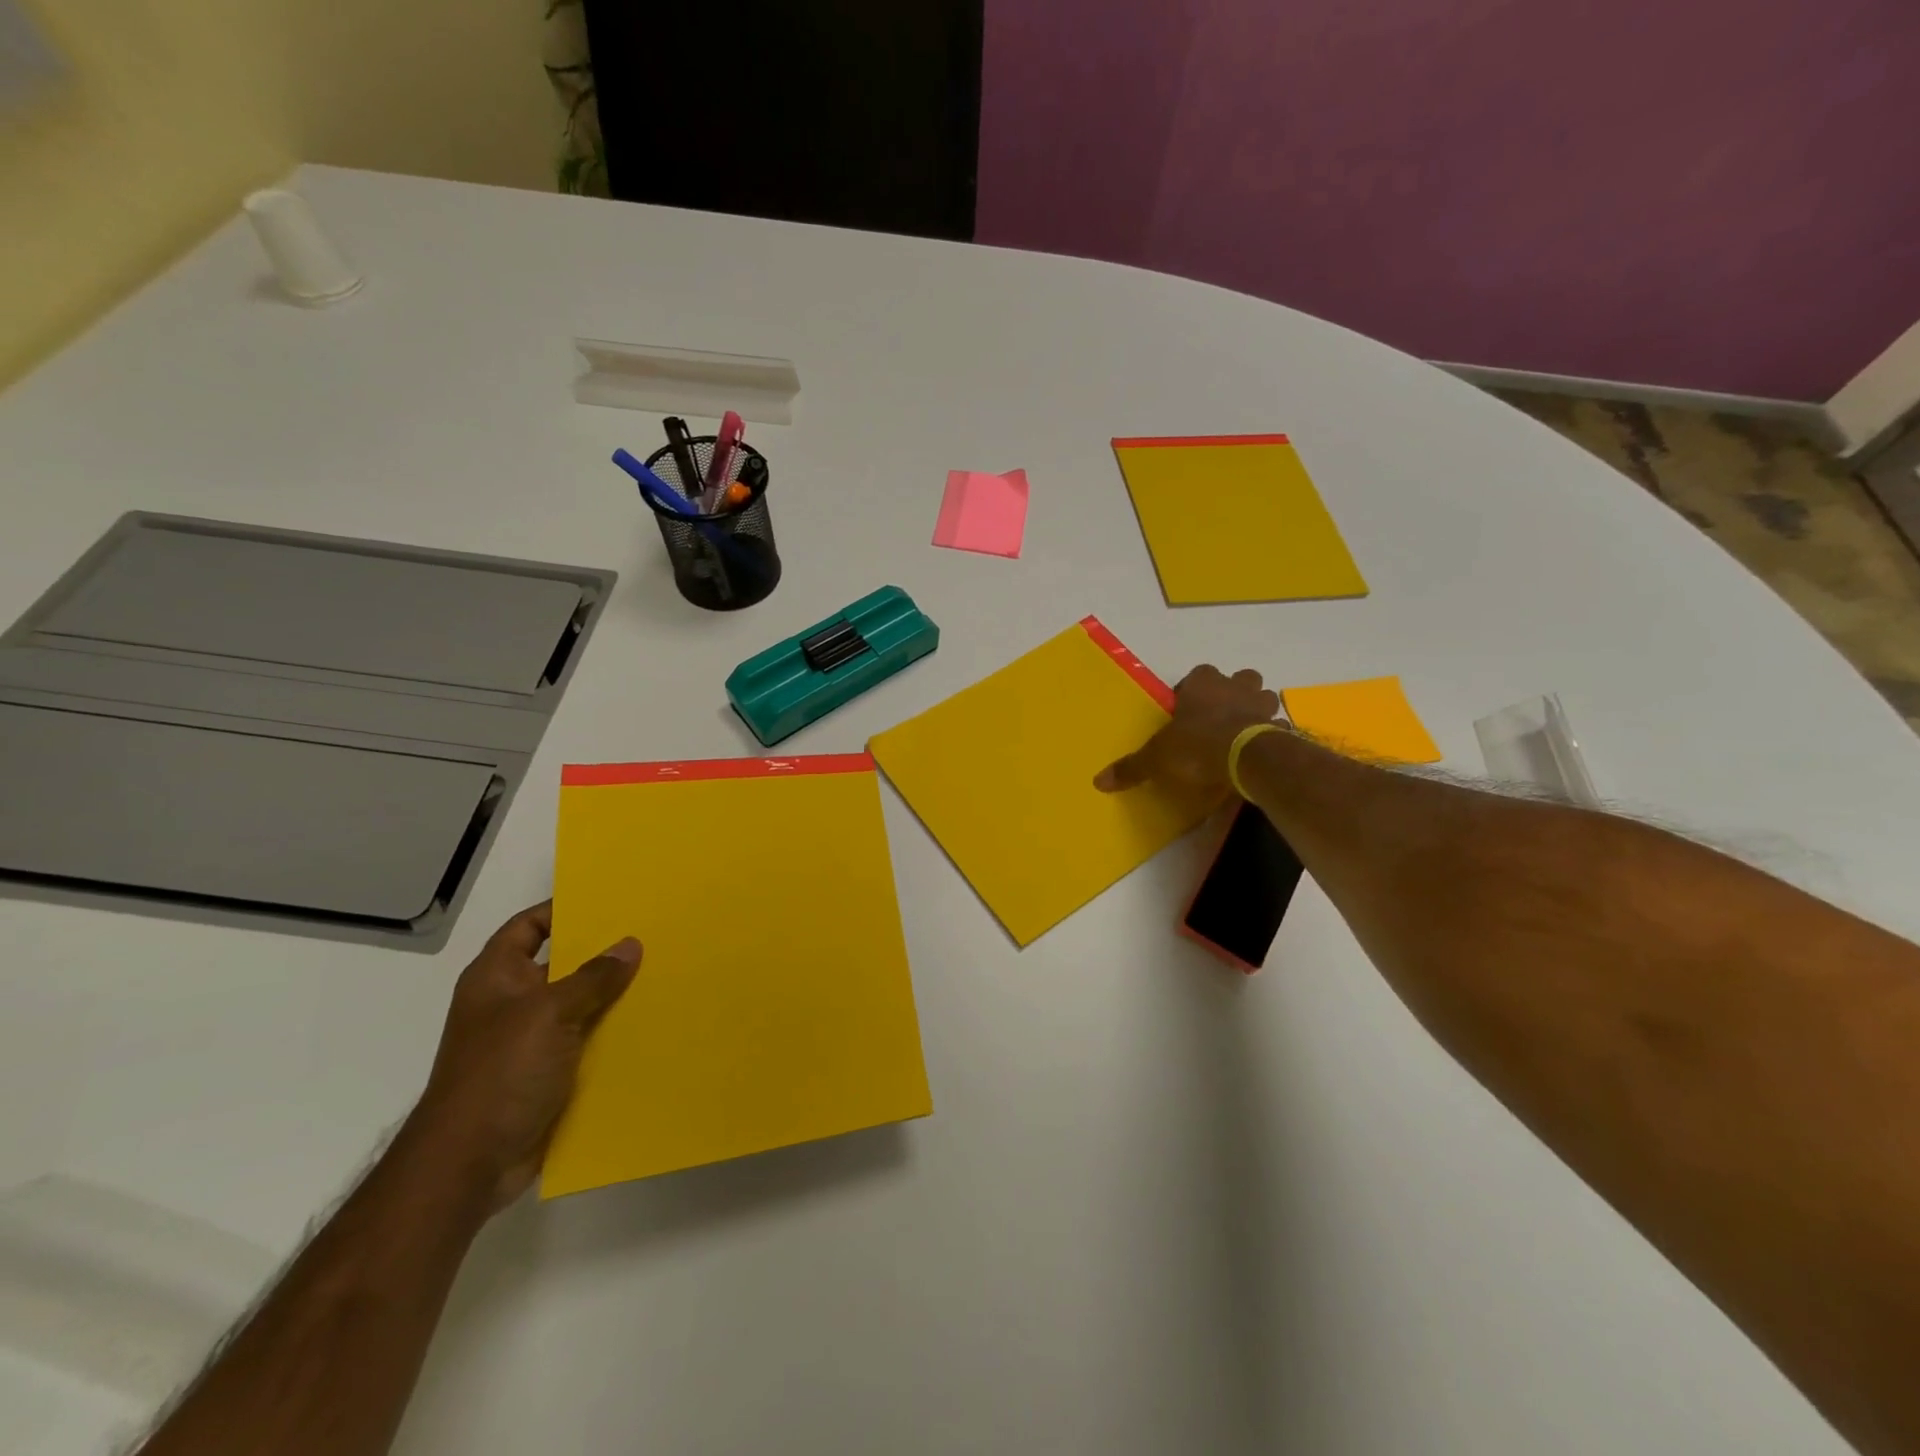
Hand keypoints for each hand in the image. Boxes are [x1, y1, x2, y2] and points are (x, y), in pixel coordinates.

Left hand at [409, 902, 640, 1210]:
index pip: (528, 926)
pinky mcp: (546, 1075)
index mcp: (496, 978)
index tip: (609, 900)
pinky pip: (585, 1041)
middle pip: (560, 965)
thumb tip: (630, 945)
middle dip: (601, 953)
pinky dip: (611, 1033)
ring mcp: (528, 1041)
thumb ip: (592, 977)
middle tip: (650, 935)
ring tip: (661, 975)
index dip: (562, 910)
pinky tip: (649, 1024)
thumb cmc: (500, 1072)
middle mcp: (510, 1003)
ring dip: (612, 996)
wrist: (470, 1163)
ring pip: (578, 1005)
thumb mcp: (549, 1013)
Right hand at [1094, 664, 1281, 797]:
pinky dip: (1272, 736)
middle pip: (1240, 678)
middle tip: (1219, 716)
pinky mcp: (1280, 728)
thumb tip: (1098, 781)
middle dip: (1234, 692)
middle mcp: (1234, 687)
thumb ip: (1131, 767)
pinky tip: (1260, 753)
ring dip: (1256, 710)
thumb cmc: (1197, 747)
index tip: (1186, 711)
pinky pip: (1278, 727)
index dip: (1193, 691)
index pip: (1198, 675)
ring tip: (1242, 732)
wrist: (1246, 759)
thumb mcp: (1156, 759)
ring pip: (1264, 697)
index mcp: (1202, 685)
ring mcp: (1262, 706)